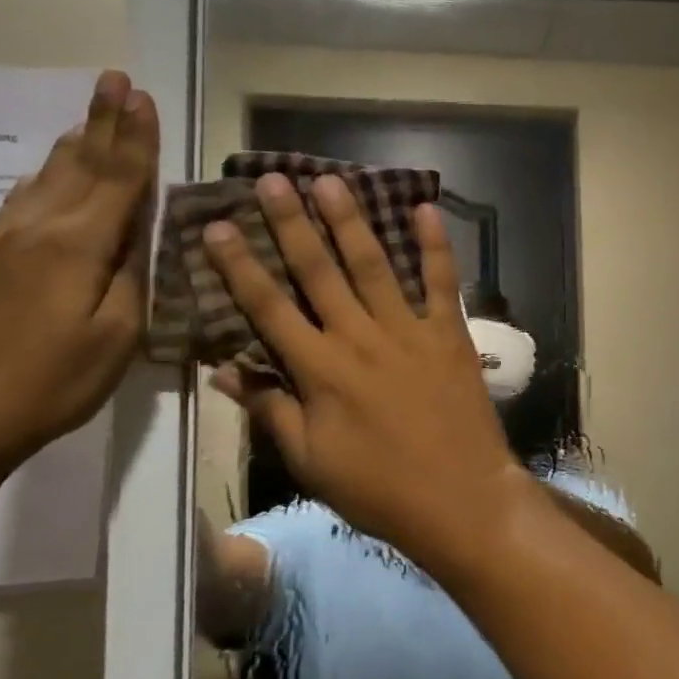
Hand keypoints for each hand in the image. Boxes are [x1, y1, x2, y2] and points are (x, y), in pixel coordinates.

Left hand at [0, 70, 159, 470]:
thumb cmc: (51, 382)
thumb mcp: (116, 336)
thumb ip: (130, 276)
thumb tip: (137, 232)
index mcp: (75, 245)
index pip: (117, 178)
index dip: (134, 137)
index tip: (142, 95)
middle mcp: (35, 229)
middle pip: (78, 165)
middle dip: (101, 121)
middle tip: (114, 79)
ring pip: (44, 179)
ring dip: (73, 144)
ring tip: (88, 118)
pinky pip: (20, 203)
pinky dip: (44, 178)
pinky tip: (47, 176)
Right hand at [203, 173, 524, 560]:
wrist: (460, 498)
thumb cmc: (379, 488)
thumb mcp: (311, 461)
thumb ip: (271, 410)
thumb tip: (226, 371)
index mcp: (320, 370)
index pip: (268, 308)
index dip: (240, 266)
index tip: (218, 226)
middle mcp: (360, 338)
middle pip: (318, 272)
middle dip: (292, 224)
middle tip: (272, 180)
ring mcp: (409, 331)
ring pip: (374, 265)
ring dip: (351, 221)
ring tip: (331, 181)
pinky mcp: (449, 334)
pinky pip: (442, 282)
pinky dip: (435, 245)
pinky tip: (424, 209)